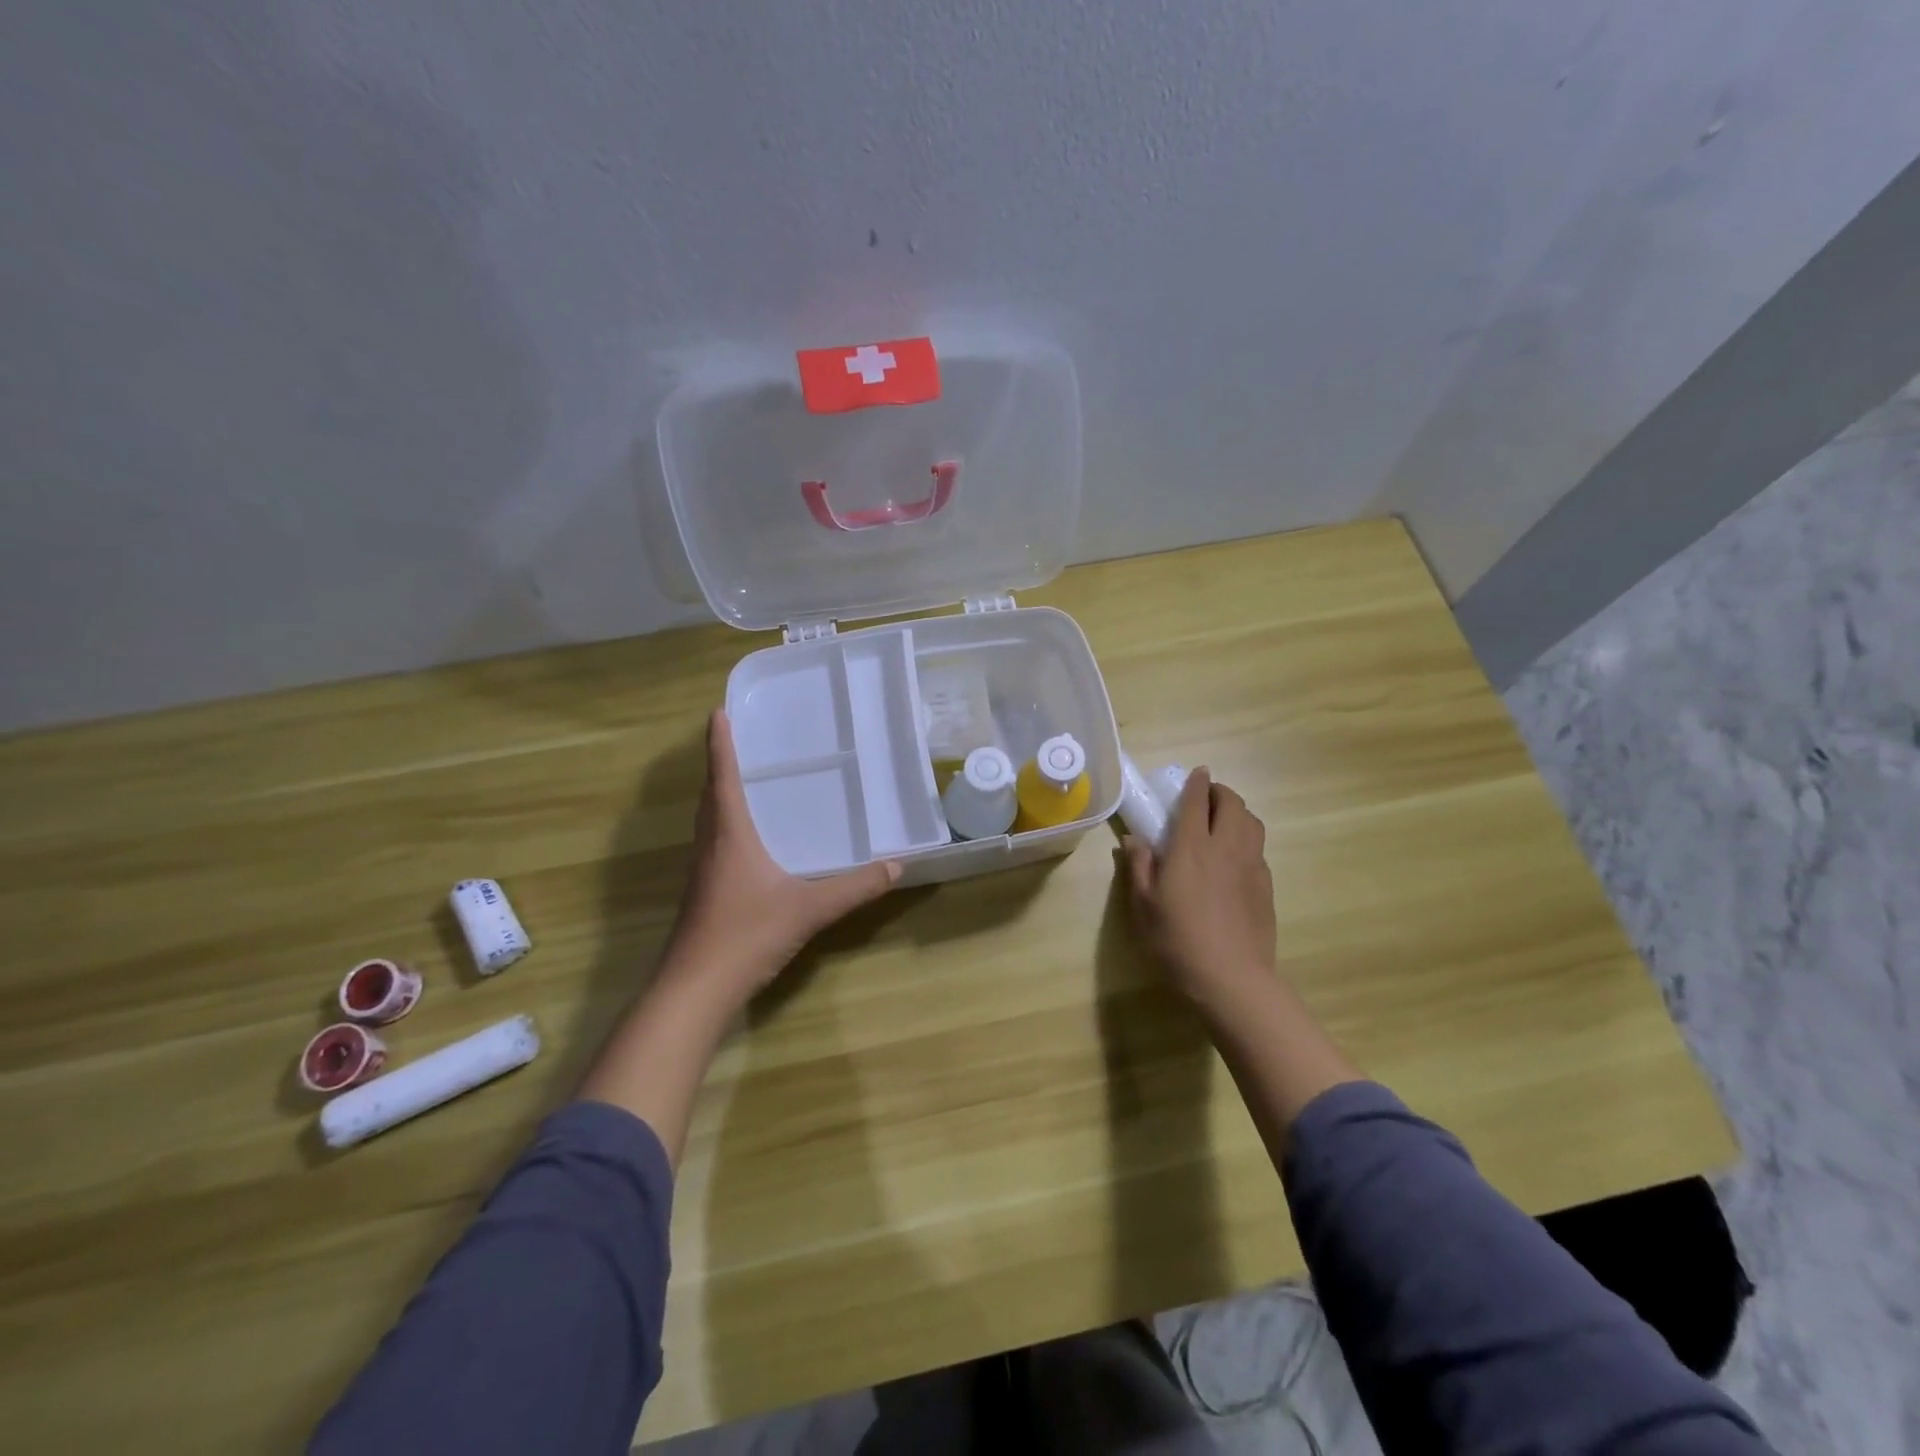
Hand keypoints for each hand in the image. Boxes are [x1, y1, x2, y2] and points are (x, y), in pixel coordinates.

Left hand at [663, 710, 899, 1008]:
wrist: (695, 989)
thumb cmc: (746, 935)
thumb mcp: (809, 909)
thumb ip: (854, 888)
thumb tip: (896, 866)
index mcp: (730, 835)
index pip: (722, 778)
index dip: (719, 744)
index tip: (717, 712)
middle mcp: (711, 845)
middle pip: (710, 795)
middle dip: (720, 765)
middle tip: (738, 741)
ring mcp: (704, 871)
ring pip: (709, 821)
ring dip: (719, 795)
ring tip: (743, 781)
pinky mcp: (704, 893)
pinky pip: (714, 843)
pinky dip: (726, 826)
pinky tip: (748, 841)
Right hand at [1124, 767, 1276, 1010]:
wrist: (1232, 979)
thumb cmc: (1177, 942)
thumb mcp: (1144, 906)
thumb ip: (1139, 867)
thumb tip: (1135, 839)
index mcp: (1191, 848)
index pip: (1196, 802)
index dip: (1197, 783)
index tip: (1197, 773)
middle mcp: (1225, 847)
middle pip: (1232, 804)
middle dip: (1220, 792)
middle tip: (1206, 797)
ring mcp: (1251, 866)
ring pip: (1252, 822)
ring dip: (1238, 812)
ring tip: (1222, 820)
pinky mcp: (1266, 886)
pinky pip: (1258, 848)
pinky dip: (1247, 838)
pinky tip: (1235, 857)